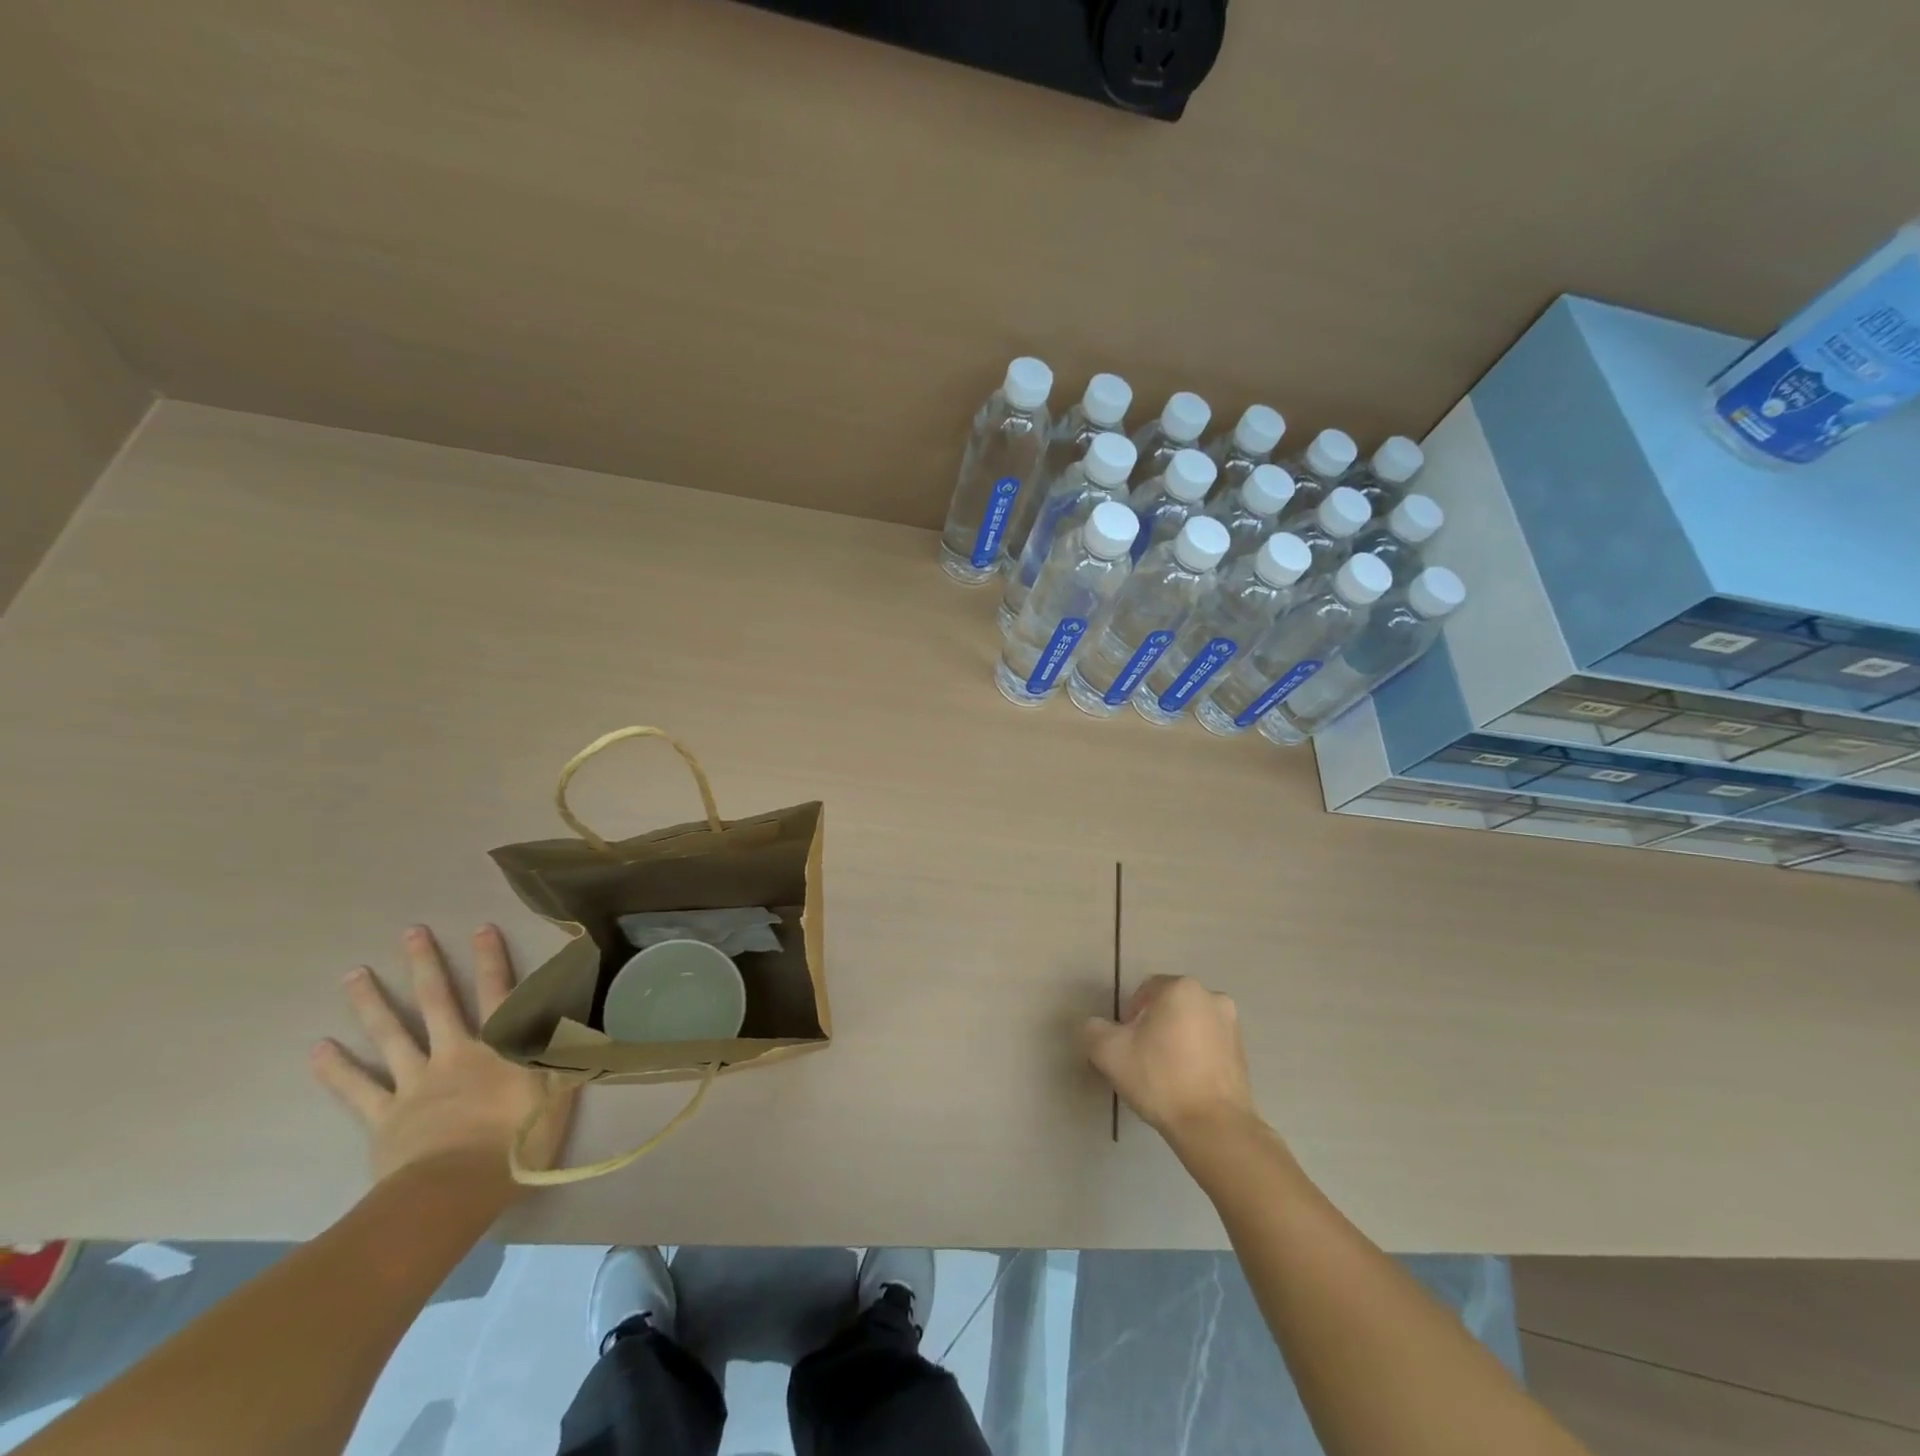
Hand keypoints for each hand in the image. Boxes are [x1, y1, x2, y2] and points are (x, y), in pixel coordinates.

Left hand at [312, 924, 575, 1189]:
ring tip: (353, 975)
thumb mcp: (557, 1096)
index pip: (499, 994)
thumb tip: (580, 1021)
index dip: (492, 960)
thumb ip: (565, 1055)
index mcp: (498, 1048)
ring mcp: (415, 1083)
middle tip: (411, 933)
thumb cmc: (515, 1143)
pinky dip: (337, 1069)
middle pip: (438, 1002)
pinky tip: (318, 1048)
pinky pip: (358, 1089)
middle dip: (426, 966)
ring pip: (391, 1035)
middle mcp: (455, 1054)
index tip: (481, 929)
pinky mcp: (385, 1116)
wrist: (452, 1193)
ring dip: (372, 1003)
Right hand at [1083, 975, 1256, 1140]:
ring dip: (1175, 1039)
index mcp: (1181, 988)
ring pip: (1190, 1025)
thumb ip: (1093, 1029)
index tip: (1126, 1044)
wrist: (1215, 1127)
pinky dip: (1195, 1056)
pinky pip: (1208, 1045)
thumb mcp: (1109, 1052)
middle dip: (1153, 1026)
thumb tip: (1095, 1026)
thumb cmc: (1161, 1079)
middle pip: (1169, 1006)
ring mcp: (1232, 1026)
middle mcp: (1211, 997)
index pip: (1145, 991)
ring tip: (1164, 1073)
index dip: (1129, 1016)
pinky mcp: (1243, 1053)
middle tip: (1141, 1057)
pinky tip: (1185, 1083)